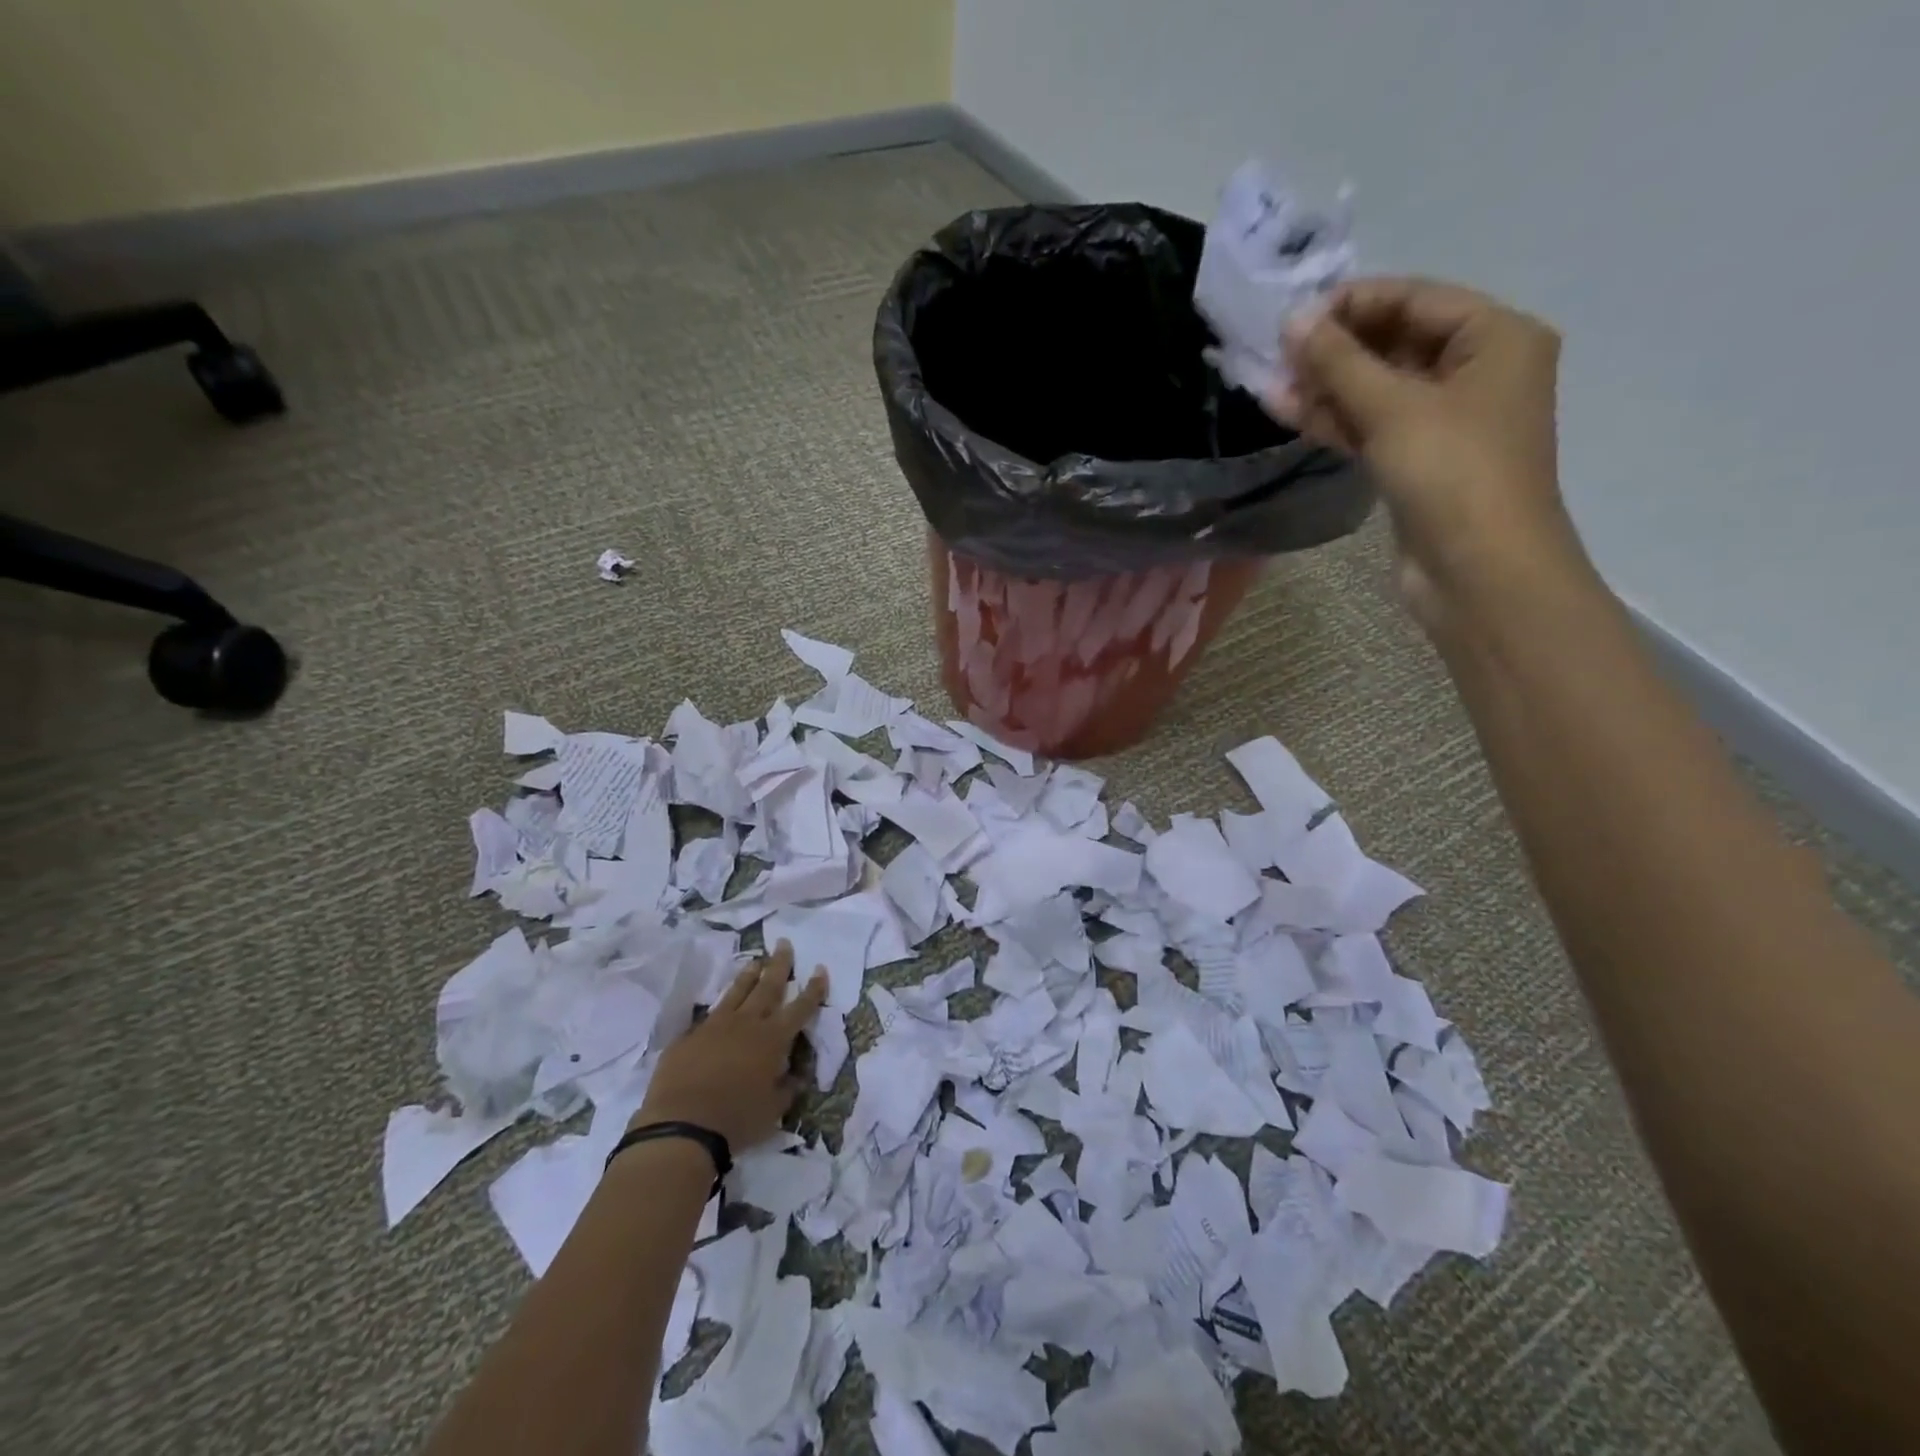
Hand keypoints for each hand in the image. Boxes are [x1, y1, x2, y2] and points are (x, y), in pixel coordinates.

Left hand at [632, 942, 828, 1153]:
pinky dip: (720, 1008)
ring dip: (749, 975)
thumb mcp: (773, 1110)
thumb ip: (786, 1088)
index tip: (820, 969)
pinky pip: (709, 1016)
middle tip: (784, 944)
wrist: (681, 1126)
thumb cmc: (736, 1120)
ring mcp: (715, 1026)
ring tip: (756, 961)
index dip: (813, 989)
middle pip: (768, 986)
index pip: (800, 1007)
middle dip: (779, 964)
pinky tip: (720, 1008)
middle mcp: (747, 1024)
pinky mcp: (689, 1036)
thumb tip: (795, 1076)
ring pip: (737, 992)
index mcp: (773, 1039)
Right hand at [1274, 277, 1584, 623]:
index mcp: (1496, 337)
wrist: (1479, 571)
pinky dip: (1337, 421)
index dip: (1353, 304)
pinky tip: (1291, 414)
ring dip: (1328, 389)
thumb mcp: (1394, 408)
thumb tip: (1294, 320)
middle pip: (1395, 344)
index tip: (1293, 318)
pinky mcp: (1419, 462)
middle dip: (1335, 351)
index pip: (1415, 300)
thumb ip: (1340, 363)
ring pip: (1379, 390)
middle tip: (1276, 357)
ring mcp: (1447, 421)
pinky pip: (1374, 427)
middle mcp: (1477, 371)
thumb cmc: (1452, 474)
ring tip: (1270, 388)